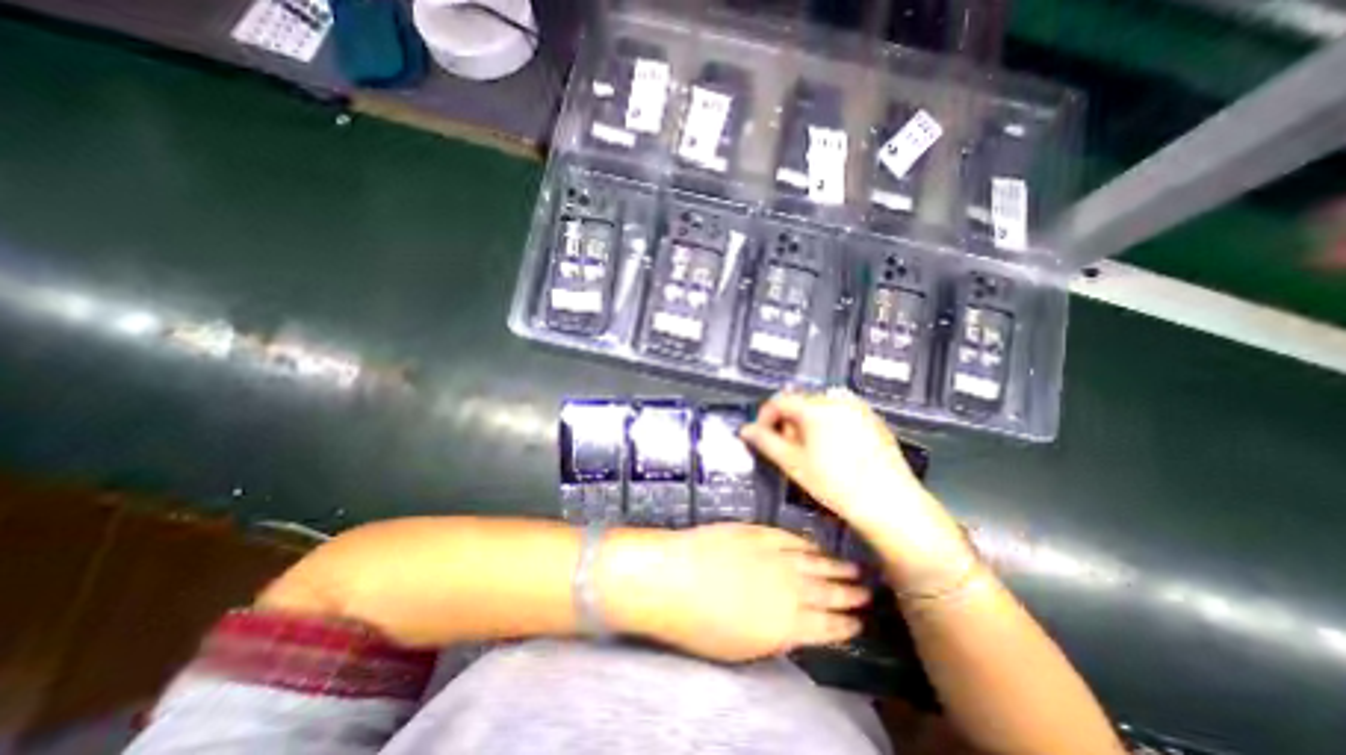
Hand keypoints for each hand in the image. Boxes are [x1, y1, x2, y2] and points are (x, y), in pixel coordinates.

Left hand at [598, 521, 868, 664]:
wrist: (674, 577)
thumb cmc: (701, 626)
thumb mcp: (744, 648)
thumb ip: (776, 637)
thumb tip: (797, 630)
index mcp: (789, 624)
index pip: (828, 626)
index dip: (845, 624)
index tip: (859, 623)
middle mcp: (791, 589)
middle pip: (828, 592)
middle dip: (849, 594)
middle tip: (866, 593)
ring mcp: (776, 555)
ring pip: (815, 562)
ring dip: (835, 566)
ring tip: (853, 569)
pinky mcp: (759, 531)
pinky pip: (791, 537)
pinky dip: (807, 543)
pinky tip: (816, 545)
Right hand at [736, 393, 978, 591]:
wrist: (889, 502)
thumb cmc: (836, 483)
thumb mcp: (793, 463)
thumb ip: (765, 442)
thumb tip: (745, 430)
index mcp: (815, 407)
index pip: (779, 401)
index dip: (765, 417)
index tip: (762, 435)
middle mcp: (837, 400)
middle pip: (800, 402)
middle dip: (787, 422)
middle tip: (787, 448)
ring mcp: (858, 408)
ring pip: (820, 408)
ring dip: (807, 423)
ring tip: (810, 450)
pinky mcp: (873, 419)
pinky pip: (841, 413)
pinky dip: (829, 424)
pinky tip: (834, 450)